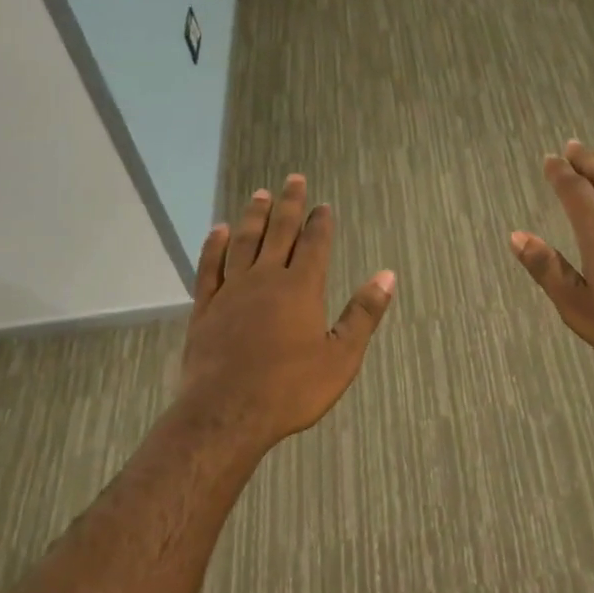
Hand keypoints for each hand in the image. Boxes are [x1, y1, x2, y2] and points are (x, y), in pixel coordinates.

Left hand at [177, 174, 395, 447]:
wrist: (227, 413)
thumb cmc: (290, 389)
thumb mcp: (341, 357)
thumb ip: (363, 314)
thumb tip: (387, 275)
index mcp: (301, 288)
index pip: (314, 244)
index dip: (320, 222)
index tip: (323, 205)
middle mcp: (266, 278)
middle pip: (279, 232)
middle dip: (289, 205)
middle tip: (294, 179)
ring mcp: (232, 291)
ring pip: (244, 241)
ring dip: (254, 216)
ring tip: (260, 194)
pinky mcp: (206, 307)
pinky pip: (210, 266)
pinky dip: (215, 245)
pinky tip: (218, 230)